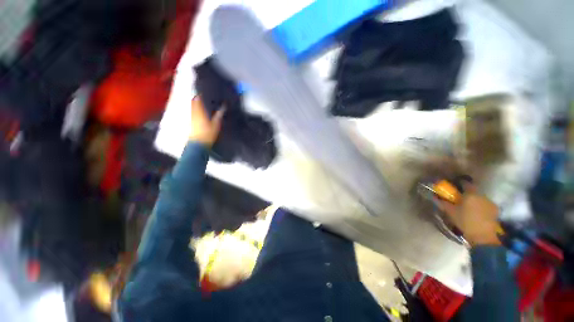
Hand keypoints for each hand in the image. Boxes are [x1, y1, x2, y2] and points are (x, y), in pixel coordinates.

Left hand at [189, 96, 223, 146]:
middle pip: (194, 103)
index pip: (198, 100)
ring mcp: (192, 118)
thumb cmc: (208, 133)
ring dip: (197, 104)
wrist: (199, 144)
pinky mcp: (192, 123)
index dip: (200, 95)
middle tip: (204, 96)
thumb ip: (219, 115)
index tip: (204, 92)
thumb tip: (223, 107)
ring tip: (203, 103)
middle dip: (198, 99)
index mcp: (200, 112)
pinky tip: (202, 113)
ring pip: (193, 108)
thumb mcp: (216, 124)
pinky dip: (197, 110)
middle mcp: (194, 113)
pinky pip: (194, 113)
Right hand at [438, 183, 500, 245]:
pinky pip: (486, 205)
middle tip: (460, 199)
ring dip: (475, 201)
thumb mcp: (450, 212)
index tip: (455, 185)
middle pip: (474, 191)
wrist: (483, 236)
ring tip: (469, 207)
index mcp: (470, 194)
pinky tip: (477, 213)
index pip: (465, 183)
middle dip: (467, 194)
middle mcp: (482, 195)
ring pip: (480, 198)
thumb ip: (442, 202)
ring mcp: (490, 203)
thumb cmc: (465, 221)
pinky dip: (481, 207)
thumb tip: (434, 196)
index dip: (460, 183)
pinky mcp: (495, 211)